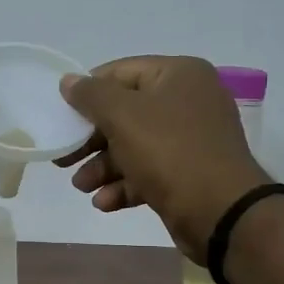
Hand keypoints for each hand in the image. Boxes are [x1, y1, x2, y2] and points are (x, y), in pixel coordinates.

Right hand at [56, 56, 269, 259]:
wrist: (221, 212)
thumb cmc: (169, 152)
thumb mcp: (123, 116)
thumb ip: (91, 95)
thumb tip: (69, 81)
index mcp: (179, 75)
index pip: (121, 72)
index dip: (88, 92)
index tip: (62, 116)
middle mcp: (188, 101)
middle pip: (126, 113)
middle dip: (92, 140)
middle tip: (64, 158)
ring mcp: (191, 140)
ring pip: (135, 146)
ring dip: (103, 167)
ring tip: (81, 186)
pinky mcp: (189, 174)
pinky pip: (150, 172)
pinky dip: (125, 185)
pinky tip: (104, 203)